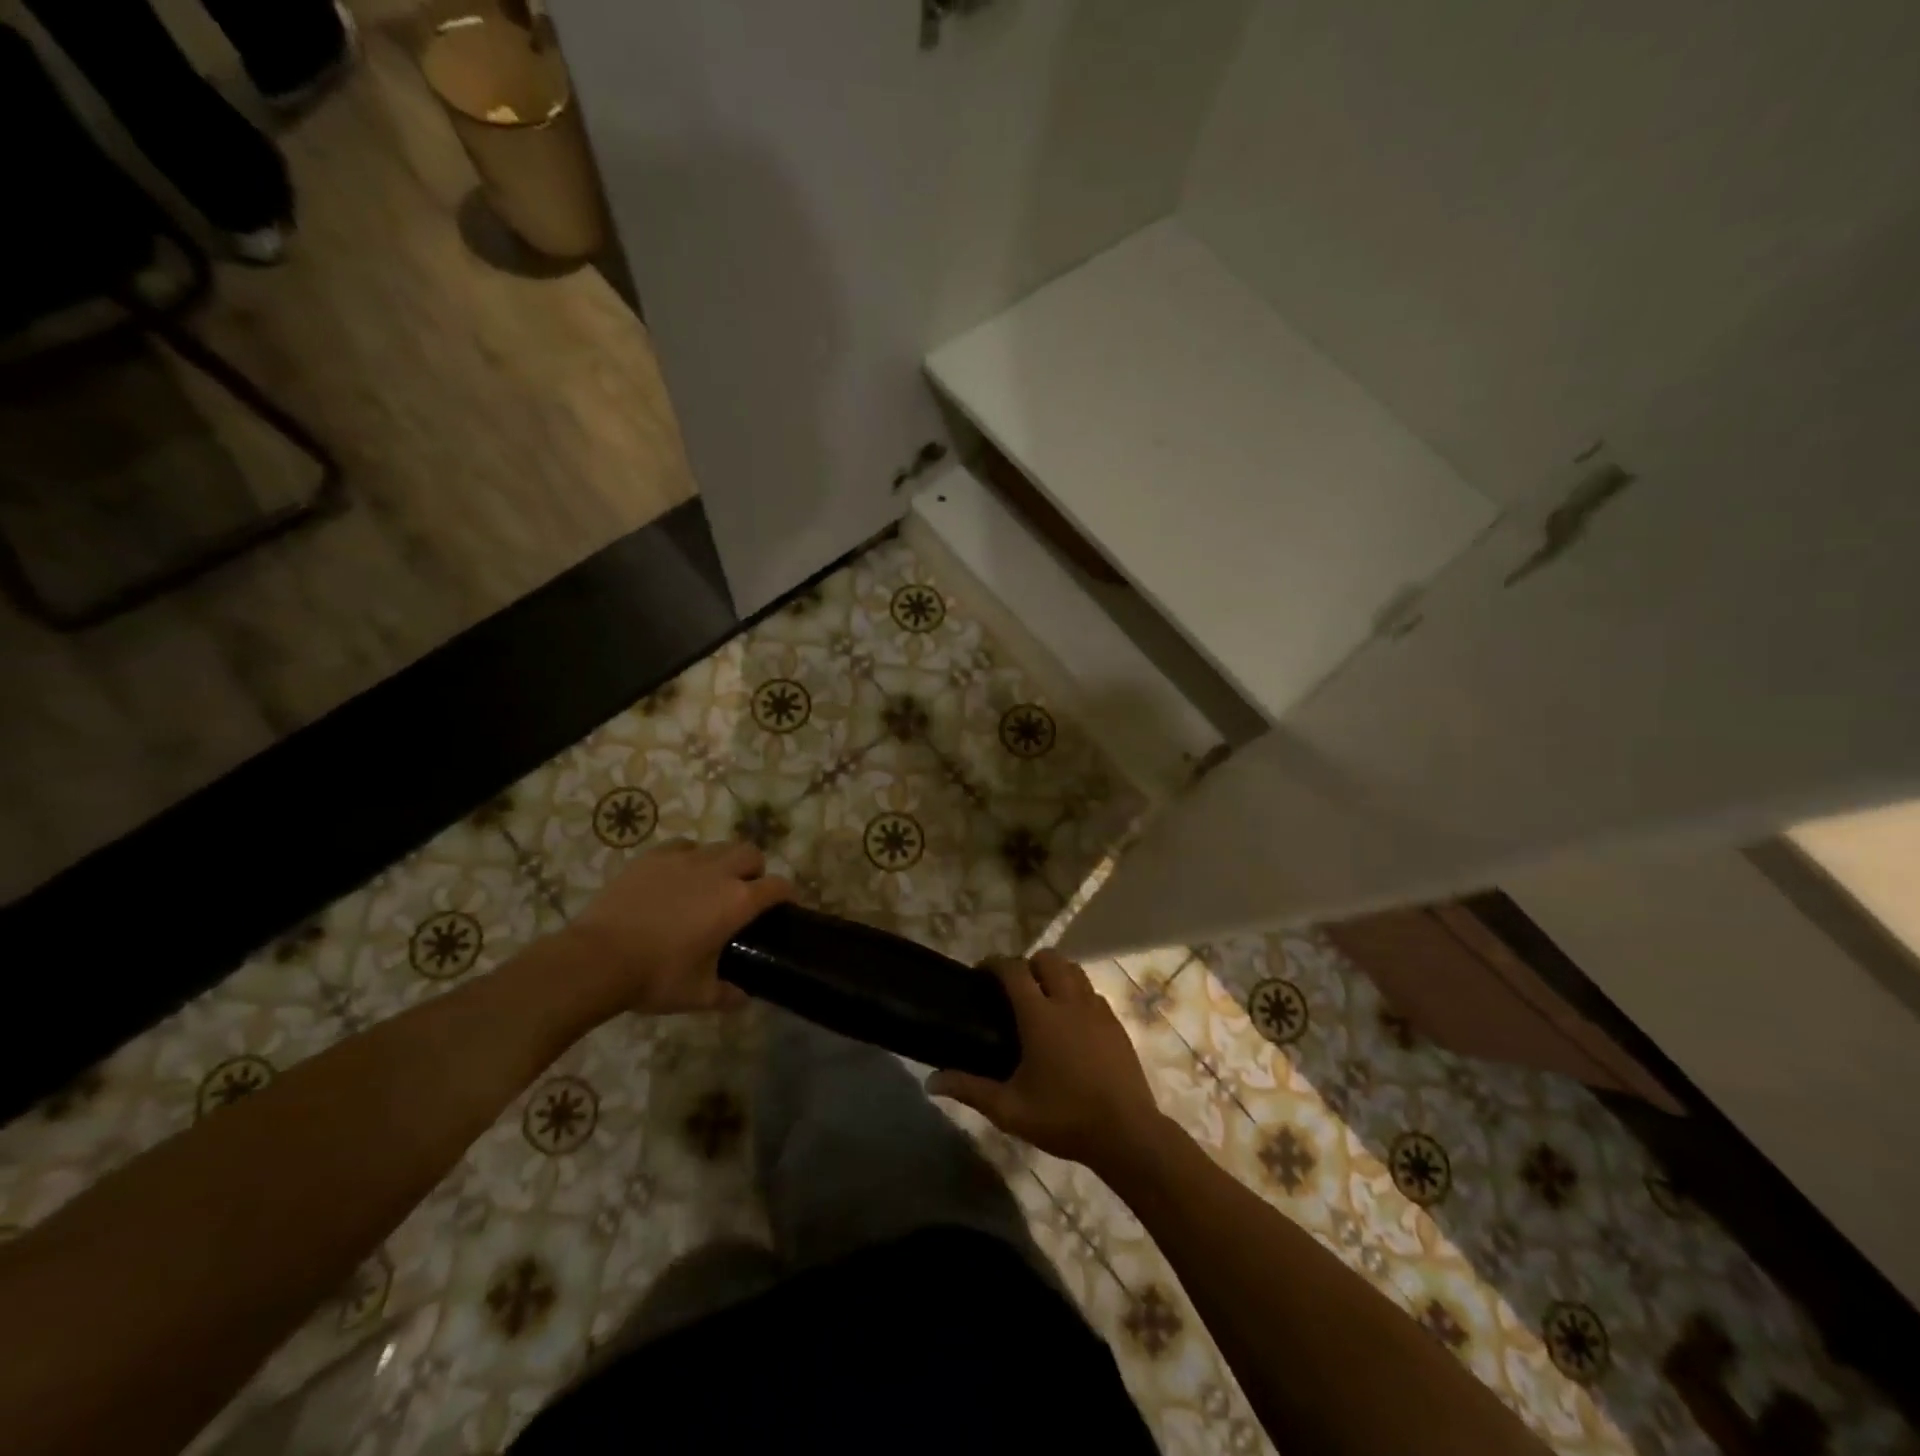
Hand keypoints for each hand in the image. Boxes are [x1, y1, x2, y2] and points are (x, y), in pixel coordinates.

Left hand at [562, 840, 792, 1016]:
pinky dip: (690, 857)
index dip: (787, 895)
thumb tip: (743, 997)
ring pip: (719, 846)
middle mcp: (718, 871)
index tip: (784, 906)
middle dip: (755, 870)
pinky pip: (684, 846)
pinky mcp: (654, 856)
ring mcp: (684, 859)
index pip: (778, 886)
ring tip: (710, 884)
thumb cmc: (656, 976)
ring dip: (724, 861)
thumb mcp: (698, 995)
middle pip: (752, 853)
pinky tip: (677, 876)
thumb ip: (727, 995)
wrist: (597, 959)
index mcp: (738, 901)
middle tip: (744, 894)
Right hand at [927, 951, 1161, 1168]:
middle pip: (1048, 958)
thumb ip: (970, 1089)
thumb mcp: (1009, 1109)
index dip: (994, 963)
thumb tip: (931, 1082)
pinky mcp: (1116, 1023)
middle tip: (1014, 989)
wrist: (1126, 1133)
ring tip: (1043, 999)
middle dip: (1028, 963)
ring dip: (1056, 973)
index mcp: (1039, 1015)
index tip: (981, 972)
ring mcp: (1097, 1010)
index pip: (1013, 969)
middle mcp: (1069, 1001)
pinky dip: (1077, 994)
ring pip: (1074, 970)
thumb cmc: (1063, 1118)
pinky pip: (1092, 992)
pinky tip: (1071, 1023)